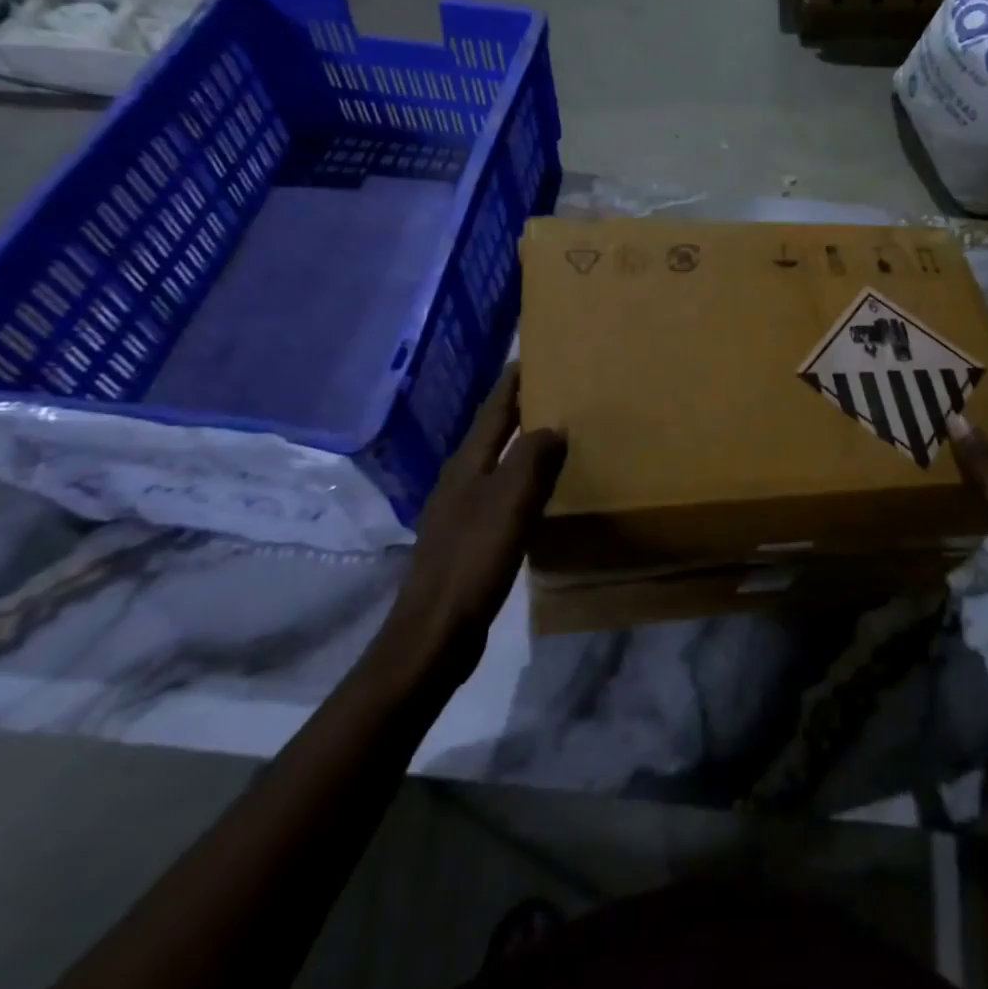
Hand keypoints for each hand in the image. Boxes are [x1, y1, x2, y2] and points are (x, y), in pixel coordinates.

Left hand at [368, 368, 565, 693]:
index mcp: (466, 465)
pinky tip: (538, 495)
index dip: (511, 383)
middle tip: (553, 391)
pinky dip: (520, 482)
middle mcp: (458, 481)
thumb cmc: (472, 560)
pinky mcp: (465, 541)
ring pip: (495, 465)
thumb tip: (553, 426)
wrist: (434, 633)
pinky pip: (499, 495)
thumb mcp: (509, 503)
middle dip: (517, 410)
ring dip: (520, 446)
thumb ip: (531, 458)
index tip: (532, 356)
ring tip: (552, 436)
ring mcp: (458, 512)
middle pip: (491, 434)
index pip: (493, 411)